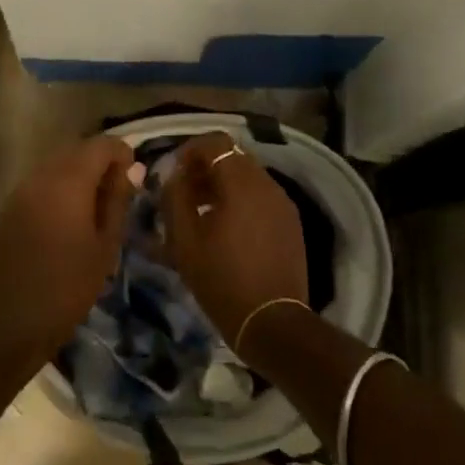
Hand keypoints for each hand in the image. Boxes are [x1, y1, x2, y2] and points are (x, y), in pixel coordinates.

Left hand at [0, 135, 137, 370]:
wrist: (10, 322)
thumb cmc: (68, 288)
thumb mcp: (105, 246)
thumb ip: (118, 201)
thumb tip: (130, 169)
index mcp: (67, 182)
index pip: (100, 145)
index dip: (122, 153)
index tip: (135, 179)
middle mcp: (40, 176)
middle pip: (76, 150)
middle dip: (101, 162)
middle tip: (120, 194)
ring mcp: (20, 191)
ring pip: (57, 165)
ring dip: (80, 175)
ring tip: (98, 208)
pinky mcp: (10, 208)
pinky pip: (41, 183)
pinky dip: (61, 188)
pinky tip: (71, 218)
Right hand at [161, 132, 307, 344]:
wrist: (271, 321)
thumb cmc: (221, 279)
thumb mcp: (184, 240)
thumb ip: (174, 197)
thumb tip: (174, 174)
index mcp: (241, 183)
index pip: (215, 143)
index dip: (190, 150)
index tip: (173, 172)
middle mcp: (267, 184)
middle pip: (233, 157)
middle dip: (206, 168)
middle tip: (183, 192)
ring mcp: (283, 203)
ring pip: (248, 177)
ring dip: (222, 185)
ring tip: (201, 212)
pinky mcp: (290, 223)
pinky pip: (261, 197)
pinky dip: (240, 200)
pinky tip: (225, 228)